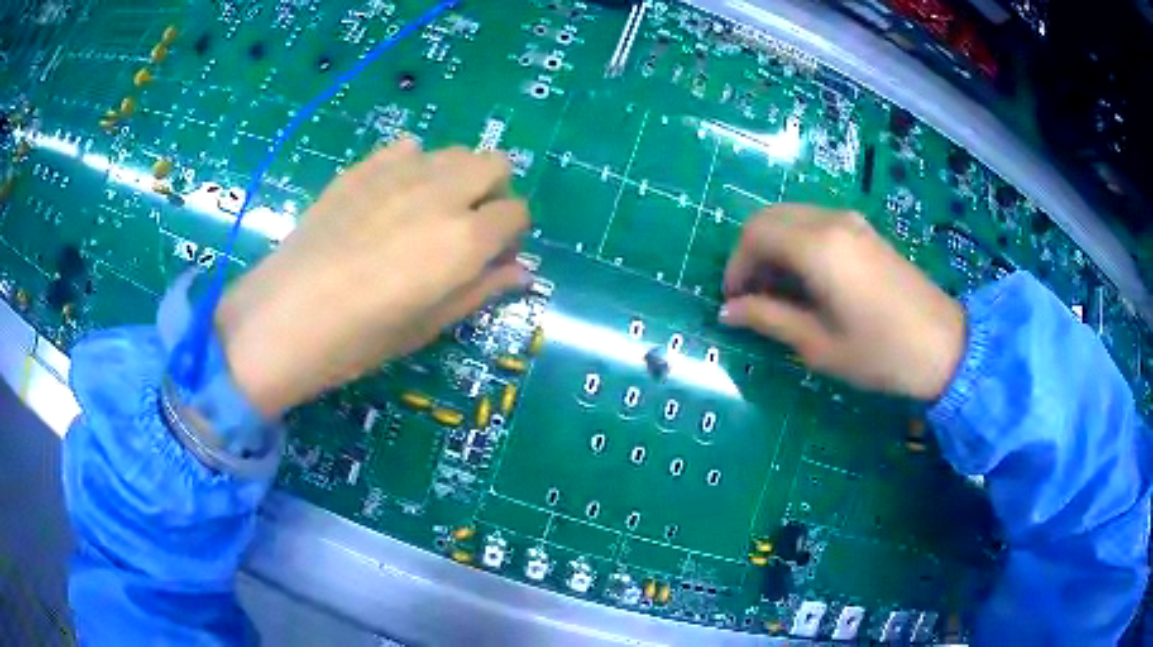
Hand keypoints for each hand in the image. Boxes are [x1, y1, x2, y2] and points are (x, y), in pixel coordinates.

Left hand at [216, 140, 530, 416]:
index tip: (492, 253)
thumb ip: (480, 290)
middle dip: (493, 192)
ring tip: (428, 210)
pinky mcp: (364, 167)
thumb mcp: (429, 325)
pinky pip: (408, 149)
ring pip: (454, 152)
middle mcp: (442, 193)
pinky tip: (391, 196)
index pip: (516, 213)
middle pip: (494, 164)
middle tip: (468, 225)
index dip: (511, 233)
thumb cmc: (360, 338)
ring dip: (457, 176)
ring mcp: (400, 172)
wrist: (285, 315)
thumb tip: (519, 271)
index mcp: (465, 239)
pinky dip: (414, 165)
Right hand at [719, 204, 964, 400]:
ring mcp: (851, 222)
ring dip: (774, 247)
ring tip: (777, 292)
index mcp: (817, 247)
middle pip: (769, 218)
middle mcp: (830, 221)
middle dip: (750, 254)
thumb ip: (769, 320)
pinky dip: (797, 244)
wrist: (944, 346)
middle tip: (751, 297)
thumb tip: (727, 312)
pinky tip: (806, 280)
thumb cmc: (880, 353)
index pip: (755, 235)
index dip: (735, 267)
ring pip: (792, 217)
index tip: (733, 302)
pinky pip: (815, 223)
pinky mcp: (865, 230)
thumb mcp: (818, 345)